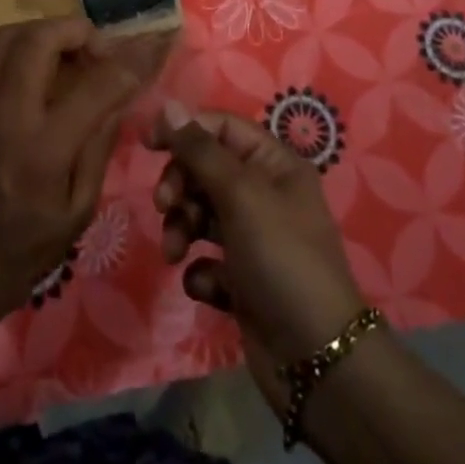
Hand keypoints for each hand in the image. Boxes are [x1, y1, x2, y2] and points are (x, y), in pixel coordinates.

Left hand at [0, 17, 146, 332]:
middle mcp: (4, 115)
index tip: (148, 50)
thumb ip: (99, 146)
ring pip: (7, 35)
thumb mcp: (77, 212)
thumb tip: (119, 94)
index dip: (129, 62)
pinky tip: (27, 72)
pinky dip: (13, 49)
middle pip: (40, 39)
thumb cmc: (21, 253)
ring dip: (43, 34)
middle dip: (77, 31)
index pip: (95, 85)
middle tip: (95, 51)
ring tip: (63, 56)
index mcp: (42, 151)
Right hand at [148, 101, 366, 404]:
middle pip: (206, 169)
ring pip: (201, 214)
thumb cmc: (281, 258)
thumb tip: (167, 104)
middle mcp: (265, 195)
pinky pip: (207, 259)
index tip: (147, 143)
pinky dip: (201, 269)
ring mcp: (254, 239)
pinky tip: (209, 286)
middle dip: (180, 184)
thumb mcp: (240, 194)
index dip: (184, 129)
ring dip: (181, 227)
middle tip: (164, 204)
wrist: (316, 359)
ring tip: (174, 251)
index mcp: (274, 164)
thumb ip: (199, 149)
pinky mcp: (243, 280)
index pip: (221, 127)